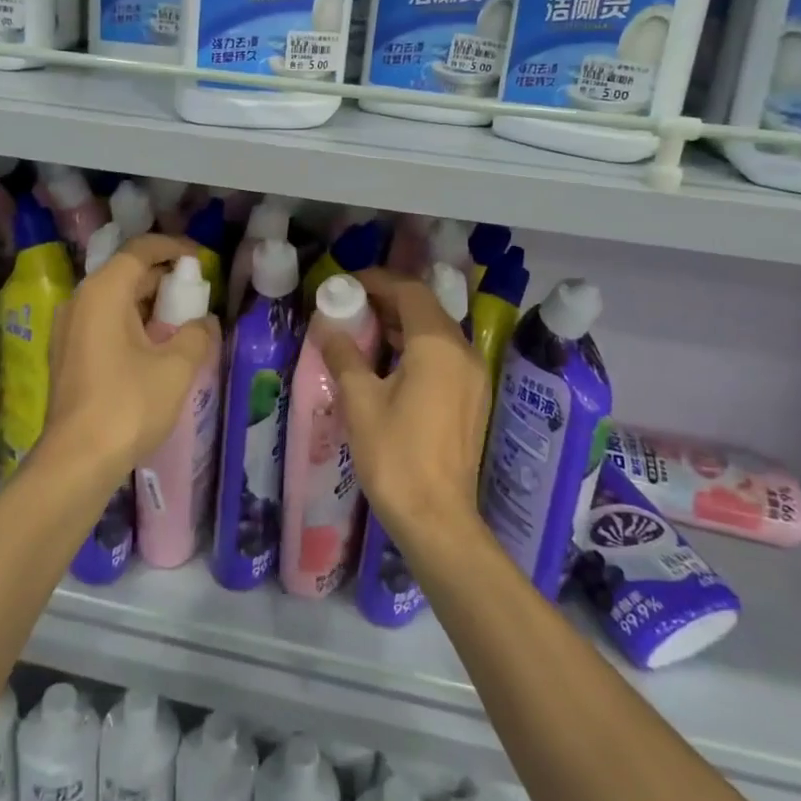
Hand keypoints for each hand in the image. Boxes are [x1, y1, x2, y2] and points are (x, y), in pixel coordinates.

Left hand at [43, 233, 217, 479]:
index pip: (140, 250)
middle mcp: (80, 301)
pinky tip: (156, 347)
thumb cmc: (128, 404)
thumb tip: (204, 322)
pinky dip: (132, 323)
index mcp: (103, 292)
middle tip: (197, 294)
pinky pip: (104, 323)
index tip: (200, 259)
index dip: (173, 248)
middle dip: (164, 278)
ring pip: (115, 300)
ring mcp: (69, 329)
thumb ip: (197, 334)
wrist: (77, 460)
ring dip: (149, 304)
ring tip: (182, 321)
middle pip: (126, 273)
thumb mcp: (176, 367)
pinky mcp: (68, 355)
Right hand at [317, 268, 490, 543]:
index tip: (346, 284)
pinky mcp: (473, 398)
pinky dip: (415, 347)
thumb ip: (344, 356)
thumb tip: (327, 327)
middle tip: (349, 306)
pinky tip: (387, 364)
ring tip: (362, 332)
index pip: (410, 291)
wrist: (438, 519)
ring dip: (401, 324)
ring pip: (436, 332)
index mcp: (438, 346)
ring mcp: (473, 376)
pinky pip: (444, 355)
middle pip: (426, 308)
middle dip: (387, 300)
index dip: (377, 281)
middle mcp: (463, 352)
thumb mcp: (360, 402)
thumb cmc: (395, 457)